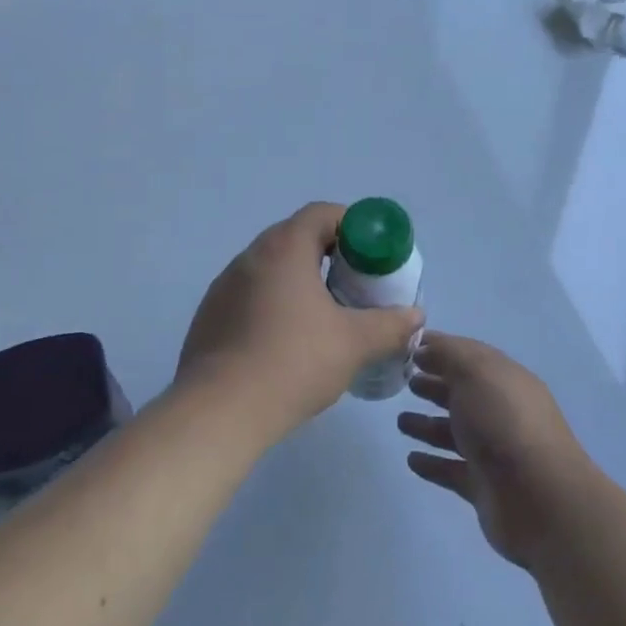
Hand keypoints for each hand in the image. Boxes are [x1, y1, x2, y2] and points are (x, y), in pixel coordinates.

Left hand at [176, 203, 423, 440]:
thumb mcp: (354, 343)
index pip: (321, 214)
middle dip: (329, 255)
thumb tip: (416, 316)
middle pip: (295, 237)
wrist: (219, 411)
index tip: (371, 253)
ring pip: (271, 268)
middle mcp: (250, 257)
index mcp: (284, 248)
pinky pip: (250, 295)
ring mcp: (224, 286)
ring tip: (324, 314)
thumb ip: (390, 325)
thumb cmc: (293, 362)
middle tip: (354, 284)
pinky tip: (287, 341)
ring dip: (299, 280)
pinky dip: (274, 304)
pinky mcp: (210, 316)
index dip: (352, 225)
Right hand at [398, 333, 592, 568]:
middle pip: (463, 394)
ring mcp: (495, 451)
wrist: (538, 499)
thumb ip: (448, 354)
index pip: (470, 356)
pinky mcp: (485, 487)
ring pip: (455, 433)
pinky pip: (452, 470)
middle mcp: (502, 412)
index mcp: (505, 379)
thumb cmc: (503, 423)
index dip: (440, 349)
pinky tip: (411, 460)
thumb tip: (425, 348)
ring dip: (428, 426)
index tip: (408, 348)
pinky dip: (433, 463)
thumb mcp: (475, 372)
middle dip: (435, 385)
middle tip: (405, 383)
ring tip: (400, 422)